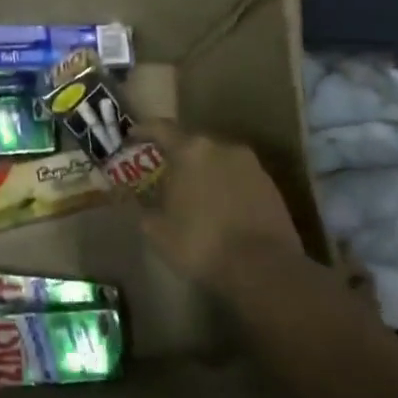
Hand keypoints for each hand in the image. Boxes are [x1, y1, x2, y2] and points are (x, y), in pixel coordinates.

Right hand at [132, 123, 308, 287]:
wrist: (264, 269)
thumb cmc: (200, 243)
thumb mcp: (156, 229)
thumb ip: (139, 205)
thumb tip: (126, 194)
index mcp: (190, 150)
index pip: (161, 128)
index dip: (143, 130)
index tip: (131, 137)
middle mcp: (222, 147)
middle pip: (192, 143)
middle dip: (176, 156)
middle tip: (162, 173)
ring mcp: (251, 165)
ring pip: (217, 160)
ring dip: (203, 171)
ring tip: (192, 193)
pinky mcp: (271, 185)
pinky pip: (238, 176)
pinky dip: (225, 185)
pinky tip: (219, 208)